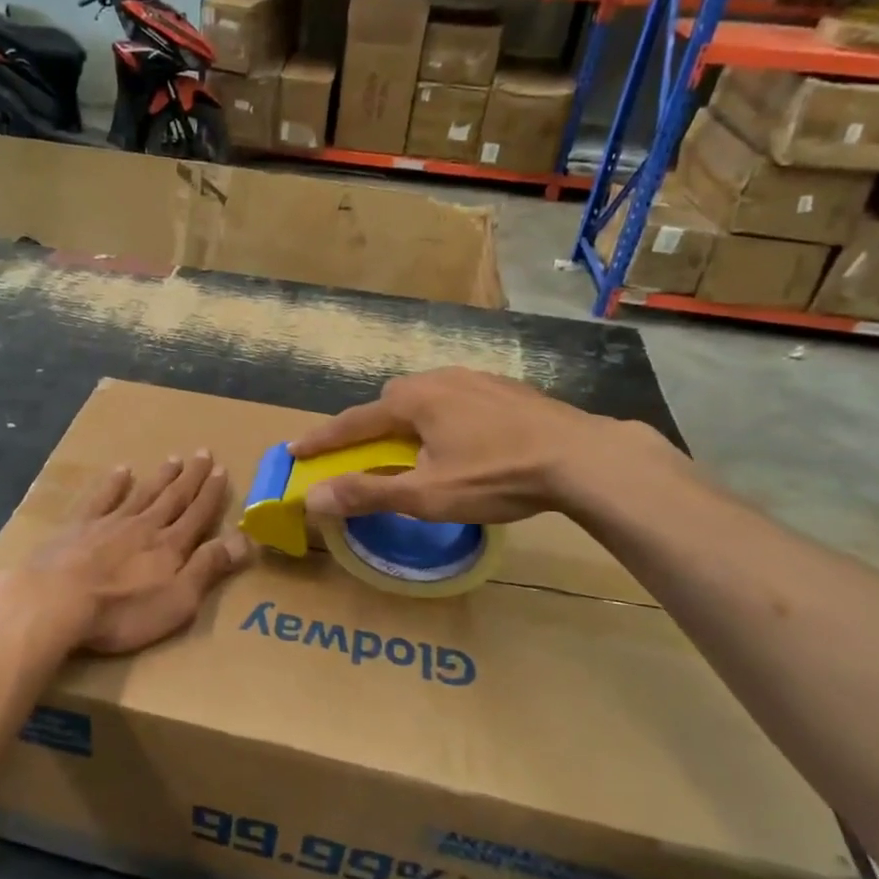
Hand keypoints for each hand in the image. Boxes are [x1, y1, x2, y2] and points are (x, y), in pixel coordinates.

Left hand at [18, 451, 251, 655]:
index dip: (211, 493)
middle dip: (191, 477)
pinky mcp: (78, 527)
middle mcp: (144, 526)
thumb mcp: (178, 600)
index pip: (197, 514)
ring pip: (142, 493)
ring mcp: (110, 523)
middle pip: (173, 497)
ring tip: (174, 459)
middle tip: (203, 453)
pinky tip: (122, 471)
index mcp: (170, 546)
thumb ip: (208, 567)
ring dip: (160, 477)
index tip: (221, 470)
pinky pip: (102, 498)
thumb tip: (243, 539)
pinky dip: (114, 484)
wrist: (56, 600)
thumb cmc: (122, 611)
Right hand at [289, 367, 662, 523]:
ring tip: (420, 450)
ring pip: (428, 397)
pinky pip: (459, 399)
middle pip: (391, 400)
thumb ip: (367, 493)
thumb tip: (312, 499)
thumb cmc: (496, 476)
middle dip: (373, 426)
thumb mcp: (426, 495)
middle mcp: (440, 379)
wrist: (583, 458)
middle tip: (371, 454)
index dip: (323, 439)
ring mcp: (477, 379)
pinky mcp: (507, 389)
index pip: (353, 421)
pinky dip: (446, 418)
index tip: (295, 450)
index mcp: (414, 400)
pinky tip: (467, 442)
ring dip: (412, 420)